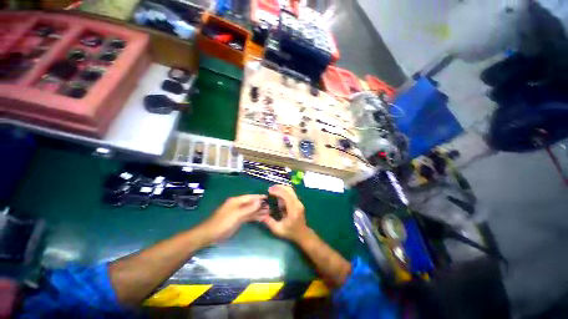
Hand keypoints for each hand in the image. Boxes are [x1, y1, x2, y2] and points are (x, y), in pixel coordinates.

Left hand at [200, 194, 267, 243]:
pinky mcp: (238, 220)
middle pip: (251, 203)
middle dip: (261, 205)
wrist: (210, 235)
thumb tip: (259, 201)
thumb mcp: (236, 215)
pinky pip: (248, 216)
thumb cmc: (222, 223)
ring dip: (259, 211)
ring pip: (251, 210)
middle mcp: (238, 205)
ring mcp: (238, 213)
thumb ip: (249, 208)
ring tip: (269, 212)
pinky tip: (262, 217)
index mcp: (237, 201)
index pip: (250, 197)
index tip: (268, 197)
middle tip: (271, 207)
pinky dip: (255, 216)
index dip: (259, 197)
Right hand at [261, 185, 310, 242]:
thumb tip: (261, 215)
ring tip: (273, 188)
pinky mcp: (298, 202)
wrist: (302, 233)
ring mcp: (299, 202)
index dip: (278, 192)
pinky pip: (291, 193)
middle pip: (290, 191)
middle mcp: (298, 204)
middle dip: (279, 187)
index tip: (269, 190)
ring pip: (291, 190)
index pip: (287, 197)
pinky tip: (278, 192)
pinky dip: (284, 190)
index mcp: (293, 211)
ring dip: (282, 188)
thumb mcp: (278, 230)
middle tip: (270, 188)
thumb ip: (269, 222)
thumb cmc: (290, 232)